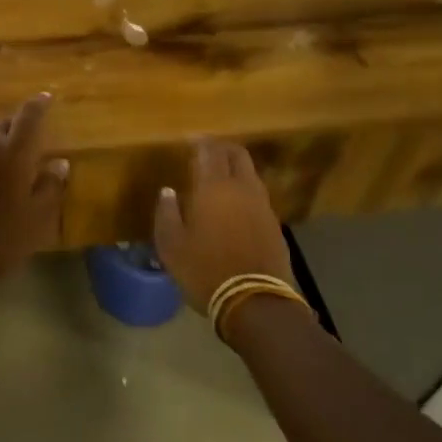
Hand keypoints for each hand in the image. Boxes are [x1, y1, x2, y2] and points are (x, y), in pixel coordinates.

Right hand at [153, 140, 295, 317]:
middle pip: (237, 154)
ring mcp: (262, 206)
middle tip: (206, 151)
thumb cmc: (204, 270)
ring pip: (250, 174)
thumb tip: (168, 192)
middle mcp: (242, 189)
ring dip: (235, 169)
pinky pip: (257, 196)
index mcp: (214, 188)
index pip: (209, 151)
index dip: (200, 141)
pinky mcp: (274, 224)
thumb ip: (167, 213)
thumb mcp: (171, 245)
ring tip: (219, 177)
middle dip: (222, 148)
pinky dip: (244, 191)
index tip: (189, 140)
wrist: (255, 302)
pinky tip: (234, 205)